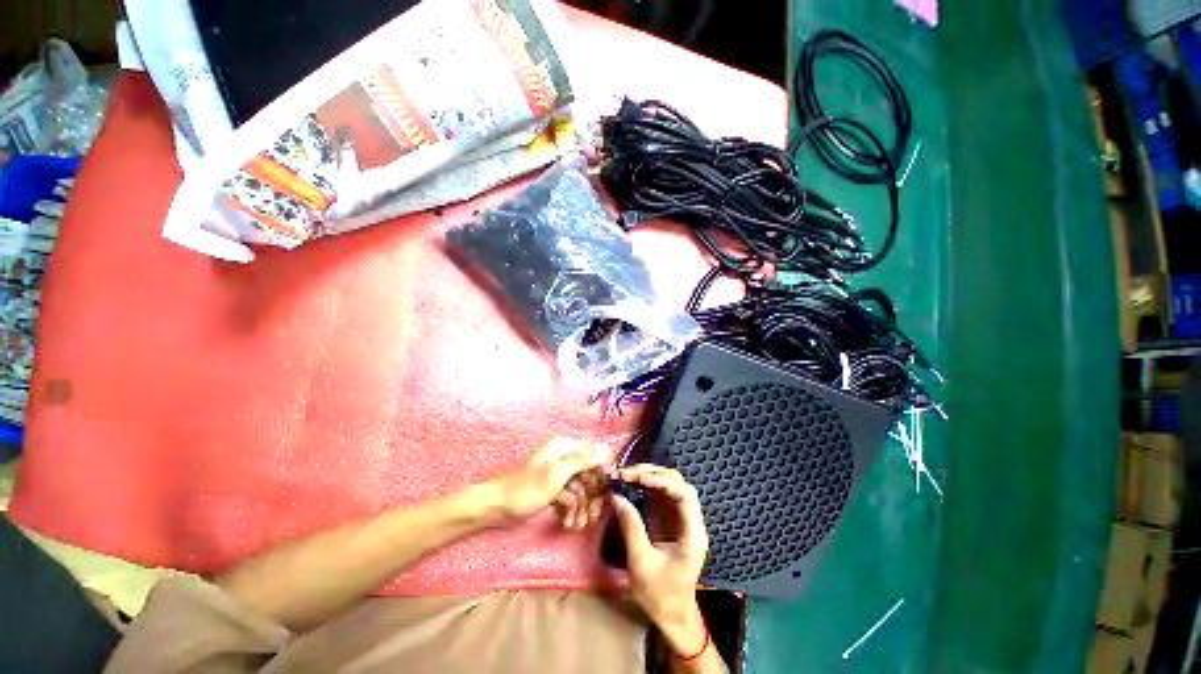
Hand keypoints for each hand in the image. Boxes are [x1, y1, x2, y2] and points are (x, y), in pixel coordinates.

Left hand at [485, 438, 607, 525]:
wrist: (494, 507)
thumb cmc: (526, 488)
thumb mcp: (557, 473)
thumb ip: (584, 460)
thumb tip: (607, 449)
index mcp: (564, 447)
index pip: (594, 455)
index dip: (602, 474)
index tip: (608, 493)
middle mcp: (563, 457)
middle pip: (587, 474)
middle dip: (590, 496)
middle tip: (593, 517)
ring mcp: (556, 474)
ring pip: (579, 488)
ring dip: (580, 507)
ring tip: (577, 525)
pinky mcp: (550, 489)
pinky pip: (568, 497)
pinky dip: (569, 509)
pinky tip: (567, 523)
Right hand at [610, 465, 709, 631]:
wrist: (672, 615)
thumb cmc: (659, 595)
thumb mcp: (641, 563)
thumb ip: (631, 528)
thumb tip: (616, 497)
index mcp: (692, 534)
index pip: (684, 495)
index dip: (662, 480)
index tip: (638, 478)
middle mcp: (691, 521)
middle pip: (678, 484)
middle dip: (654, 473)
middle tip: (627, 473)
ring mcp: (682, 519)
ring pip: (671, 486)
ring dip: (650, 476)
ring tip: (627, 475)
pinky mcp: (672, 521)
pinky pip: (663, 495)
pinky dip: (648, 485)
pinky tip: (633, 483)